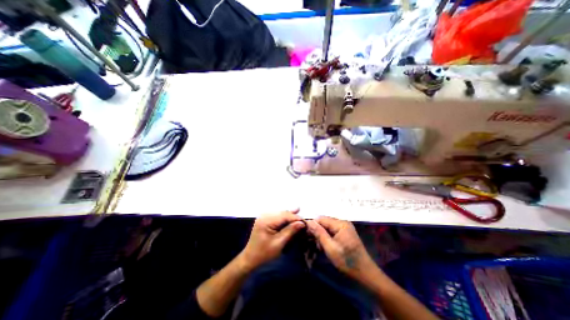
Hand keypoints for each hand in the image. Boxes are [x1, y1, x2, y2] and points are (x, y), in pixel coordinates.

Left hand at [239, 209, 304, 272]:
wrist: (250, 258)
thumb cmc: (264, 253)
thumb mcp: (279, 243)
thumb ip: (290, 231)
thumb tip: (301, 223)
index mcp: (266, 221)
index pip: (284, 216)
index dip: (296, 218)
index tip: (306, 223)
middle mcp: (265, 215)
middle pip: (283, 213)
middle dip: (294, 217)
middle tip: (304, 223)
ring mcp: (265, 216)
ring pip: (281, 214)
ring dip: (290, 217)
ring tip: (301, 219)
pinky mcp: (266, 219)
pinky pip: (278, 216)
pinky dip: (285, 218)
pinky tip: (293, 214)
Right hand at [308, 218, 377, 279]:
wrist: (365, 273)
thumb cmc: (347, 261)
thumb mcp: (330, 248)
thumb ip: (319, 233)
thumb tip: (309, 221)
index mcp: (340, 224)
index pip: (321, 219)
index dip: (313, 225)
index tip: (306, 234)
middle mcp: (343, 222)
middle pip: (325, 222)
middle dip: (318, 232)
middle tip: (316, 244)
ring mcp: (345, 227)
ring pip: (328, 227)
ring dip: (322, 235)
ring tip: (321, 247)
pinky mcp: (345, 233)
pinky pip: (332, 231)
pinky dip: (328, 237)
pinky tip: (327, 246)